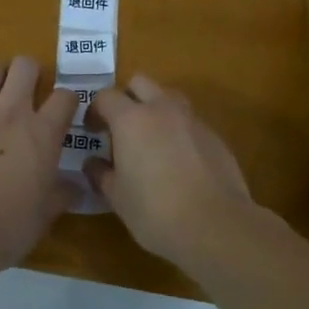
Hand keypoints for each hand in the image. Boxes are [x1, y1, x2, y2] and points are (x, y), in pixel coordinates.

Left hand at [0, 56, 75, 262]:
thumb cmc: (6, 227)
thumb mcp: (44, 215)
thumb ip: (62, 195)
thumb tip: (77, 189)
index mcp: (42, 134)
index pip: (65, 97)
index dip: (66, 101)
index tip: (61, 112)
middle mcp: (11, 112)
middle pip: (25, 66)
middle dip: (29, 73)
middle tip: (26, 92)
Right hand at [86, 74, 253, 261]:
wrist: (216, 226)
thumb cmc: (155, 211)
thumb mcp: (117, 197)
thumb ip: (101, 174)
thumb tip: (92, 163)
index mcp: (131, 119)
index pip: (106, 96)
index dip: (95, 111)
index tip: (92, 132)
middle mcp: (162, 109)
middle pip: (140, 82)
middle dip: (127, 97)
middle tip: (121, 127)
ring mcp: (192, 120)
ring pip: (169, 97)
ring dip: (156, 109)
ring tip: (151, 140)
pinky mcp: (215, 136)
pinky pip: (190, 122)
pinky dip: (178, 131)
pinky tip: (179, 161)